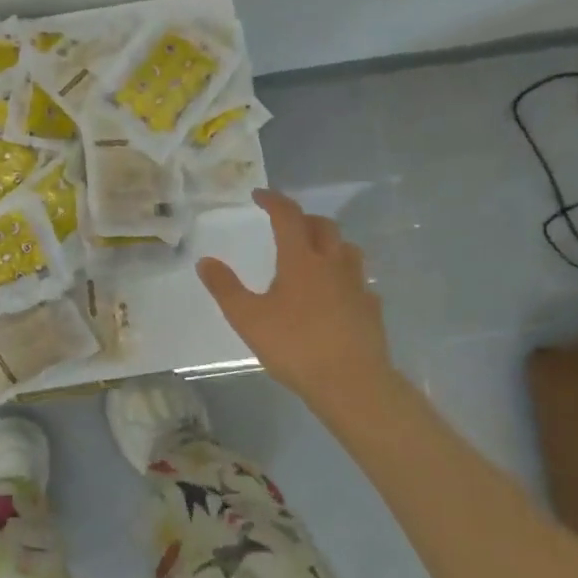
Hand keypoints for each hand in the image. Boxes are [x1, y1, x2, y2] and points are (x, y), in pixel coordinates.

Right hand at [196, 189, 398, 407]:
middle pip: (323, 226)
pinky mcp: (371, 309)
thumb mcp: (247, 318)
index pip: (288, 216)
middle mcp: (332, 264)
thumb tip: (206, 261)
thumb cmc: (295, 346)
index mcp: (301, 260)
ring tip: (313, 253)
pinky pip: (358, 280)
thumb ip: (225, 288)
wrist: (352, 382)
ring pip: (347, 249)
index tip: (259, 195)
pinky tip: (335, 294)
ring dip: (329, 242)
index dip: (273, 201)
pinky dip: (344, 276)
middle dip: (303, 218)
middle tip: (285, 224)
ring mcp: (357, 286)